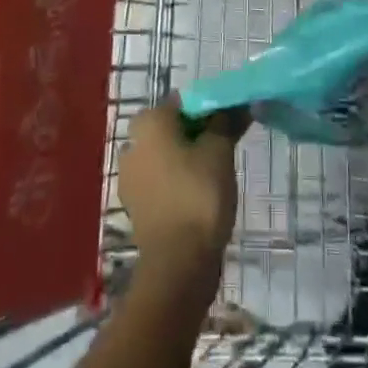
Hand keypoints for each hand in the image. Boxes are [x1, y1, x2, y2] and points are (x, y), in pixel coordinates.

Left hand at [118, 98, 244, 274]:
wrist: (177, 266)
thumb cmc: (198, 194)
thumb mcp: (219, 150)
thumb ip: (225, 121)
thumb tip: (236, 103)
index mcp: (149, 122)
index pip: (183, 102)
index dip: (210, 108)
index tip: (231, 121)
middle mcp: (133, 143)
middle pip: (172, 128)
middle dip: (198, 133)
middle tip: (226, 145)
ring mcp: (131, 177)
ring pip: (166, 155)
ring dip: (188, 157)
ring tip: (217, 172)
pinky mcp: (136, 206)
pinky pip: (161, 181)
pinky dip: (178, 181)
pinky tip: (200, 194)